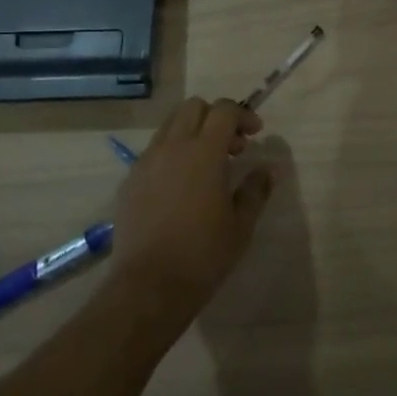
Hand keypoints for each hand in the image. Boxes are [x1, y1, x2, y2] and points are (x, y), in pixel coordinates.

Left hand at [108, 98, 274, 327]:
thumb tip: (266, 169)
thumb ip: (256, 190)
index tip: (255, 134)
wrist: (148, 288)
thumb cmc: (202, 255)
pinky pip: (154, 151)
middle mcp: (172, 147)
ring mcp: (146, 162)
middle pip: (193, 107)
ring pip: (170, 126)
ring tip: (206, 165)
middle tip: (232, 147)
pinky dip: (172, 153)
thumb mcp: (241, 225)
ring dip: (192, 133)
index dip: (242, 115)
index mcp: (203, 152)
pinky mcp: (130, 181)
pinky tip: (181, 186)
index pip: (223, 110)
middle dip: (216, 117)